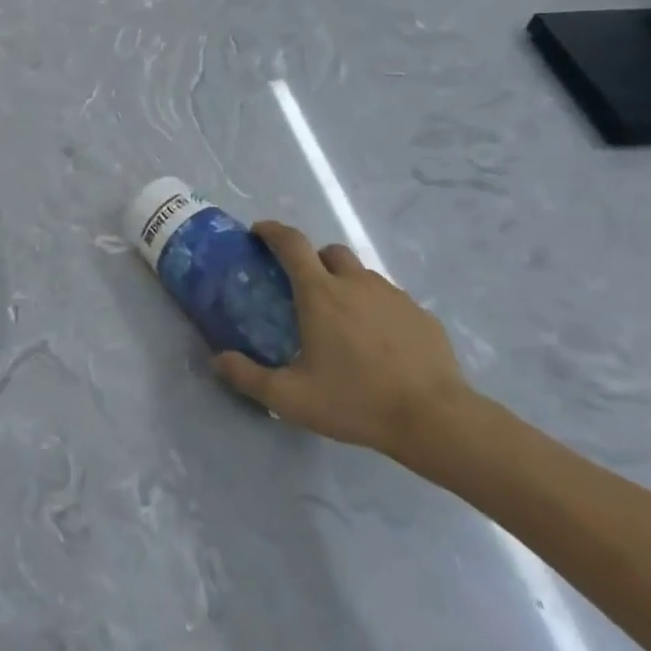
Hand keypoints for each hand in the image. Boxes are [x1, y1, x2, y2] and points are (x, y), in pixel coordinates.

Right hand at [213, 221, 478, 463]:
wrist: (434, 418)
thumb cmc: (355, 401)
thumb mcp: (291, 398)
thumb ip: (248, 377)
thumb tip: (217, 359)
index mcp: (320, 294)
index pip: (292, 243)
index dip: (273, 231)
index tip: (259, 232)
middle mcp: (356, 283)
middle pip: (329, 252)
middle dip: (312, 259)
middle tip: (302, 288)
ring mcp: (393, 295)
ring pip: (362, 274)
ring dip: (345, 283)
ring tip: (342, 320)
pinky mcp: (421, 314)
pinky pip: (390, 299)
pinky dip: (375, 307)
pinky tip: (377, 342)